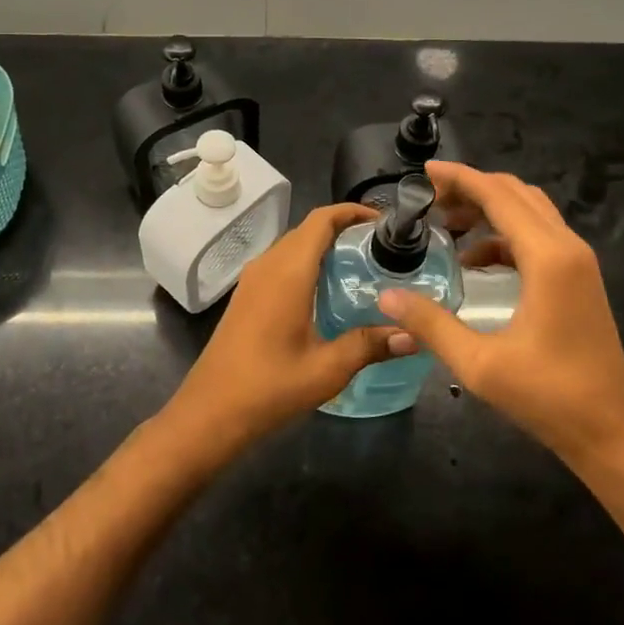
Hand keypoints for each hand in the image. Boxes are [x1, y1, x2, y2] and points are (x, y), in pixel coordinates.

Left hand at [165, 203, 416, 450]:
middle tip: (383, 250)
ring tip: (362, 268)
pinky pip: (281, 264)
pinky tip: (328, 294)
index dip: (352, 212)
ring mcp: (253, 280)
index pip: (321, 219)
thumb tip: (413, 336)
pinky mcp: (246, 296)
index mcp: (288, 271)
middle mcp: (268, 265)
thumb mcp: (327, 369)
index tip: (384, 223)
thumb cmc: (269, 387)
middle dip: (345, 230)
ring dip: (325, 247)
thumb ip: (370, 345)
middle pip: (308, 229)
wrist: (210, 412)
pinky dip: (308, 264)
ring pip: (293, 246)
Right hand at [377, 161, 623, 469]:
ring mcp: (579, 263)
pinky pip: (539, 236)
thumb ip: (430, 324)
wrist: (612, 432)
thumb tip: (386, 296)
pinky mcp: (579, 279)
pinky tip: (476, 262)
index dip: (460, 178)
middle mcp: (568, 248)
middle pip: (516, 194)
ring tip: (448, 223)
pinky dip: (504, 235)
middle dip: (472, 188)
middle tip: (430, 199)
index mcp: (548, 257)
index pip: (498, 195)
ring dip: (490, 208)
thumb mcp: (479, 364)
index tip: (424, 171)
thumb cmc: (549, 396)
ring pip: (530, 211)